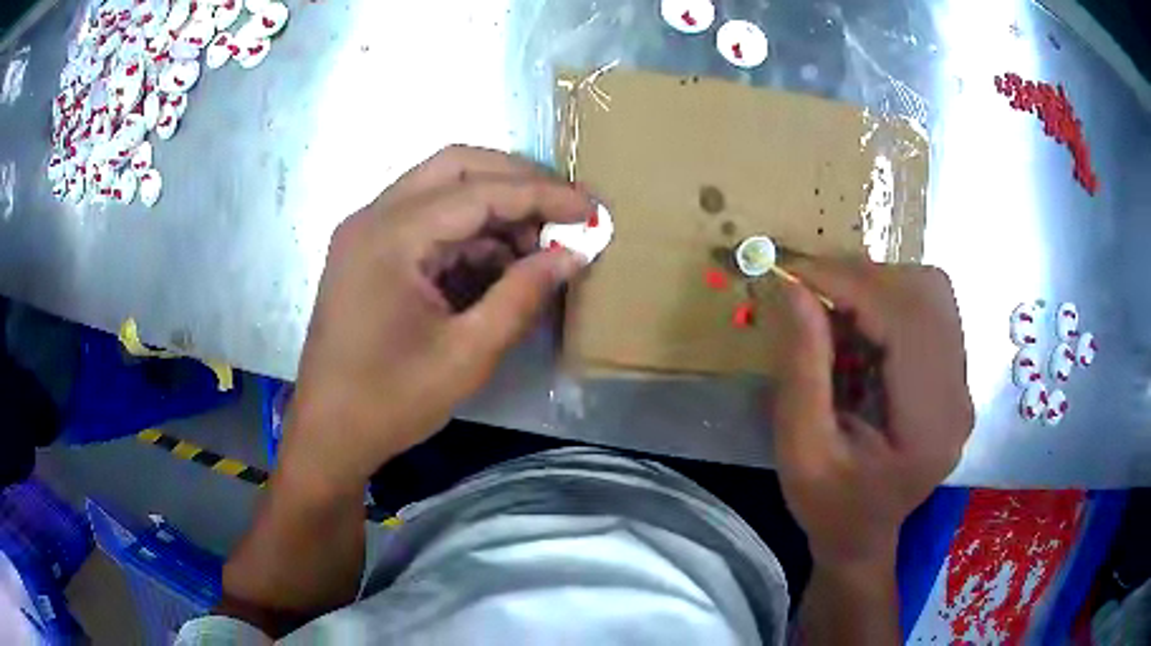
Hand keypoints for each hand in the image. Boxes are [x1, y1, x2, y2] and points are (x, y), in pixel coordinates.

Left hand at [279, 146, 592, 493]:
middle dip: (517, 181)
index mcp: (391, 236)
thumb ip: (523, 295)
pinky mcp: (367, 251)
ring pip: (440, 188)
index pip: (480, 191)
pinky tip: (497, 262)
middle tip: (563, 212)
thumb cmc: (391, 401)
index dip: (543, 195)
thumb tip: (573, 253)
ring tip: (537, 246)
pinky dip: (466, 231)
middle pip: (456, 166)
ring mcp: (366, 231)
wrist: (328, 434)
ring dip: (493, 206)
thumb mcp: (468, 354)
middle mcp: (373, 216)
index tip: (591, 210)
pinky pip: (425, 219)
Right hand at [770, 259, 973, 567]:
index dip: (852, 285)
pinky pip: (928, 309)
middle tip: (811, 291)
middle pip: (927, 295)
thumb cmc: (829, 507)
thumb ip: (802, 371)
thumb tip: (794, 288)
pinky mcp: (954, 375)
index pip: (907, 323)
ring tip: (834, 310)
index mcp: (930, 428)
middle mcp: (960, 396)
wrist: (863, 536)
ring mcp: (963, 383)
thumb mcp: (801, 452)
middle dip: (864, 279)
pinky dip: (887, 301)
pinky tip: (859, 328)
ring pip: (931, 293)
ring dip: (877, 286)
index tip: (795, 272)